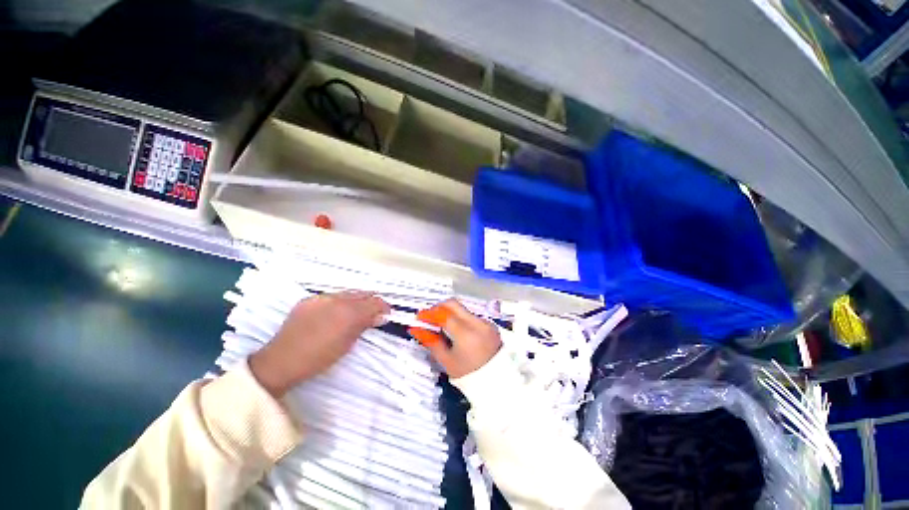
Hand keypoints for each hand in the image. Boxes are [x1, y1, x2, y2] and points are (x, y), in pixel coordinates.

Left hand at [249, 292, 389, 397]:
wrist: (281, 361)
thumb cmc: (318, 358)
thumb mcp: (347, 344)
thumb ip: (364, 326)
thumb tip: (380, 317)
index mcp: (348, 313)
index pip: (374, 302)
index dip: (384, 307)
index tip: (387, 314)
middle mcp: (337, 300)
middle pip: (363, 294)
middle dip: (372, 302)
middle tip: (375, 312)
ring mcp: (321, 297)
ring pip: (348, 293)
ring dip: (357, 301)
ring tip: (357, 312)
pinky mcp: (309, 299)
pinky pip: (331, 296)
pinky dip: (340, 302)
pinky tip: (337, 312)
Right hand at [408, 299, 501, 378]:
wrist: (495, 382)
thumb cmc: (467, 374)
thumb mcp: (446, 360)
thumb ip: (431, 341)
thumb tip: (416, 329)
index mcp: (465, 333)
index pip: (444, 315)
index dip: (429, 313)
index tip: (419, 316)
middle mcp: (477, 322)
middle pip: (454, 304)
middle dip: (439, 307)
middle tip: (429, 317)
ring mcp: (485, 322)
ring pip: (463, 309)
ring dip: (450, 312)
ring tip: (441, 324)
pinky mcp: (490, 324)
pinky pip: (471, 315)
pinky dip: (460, 318)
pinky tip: (456, 329)